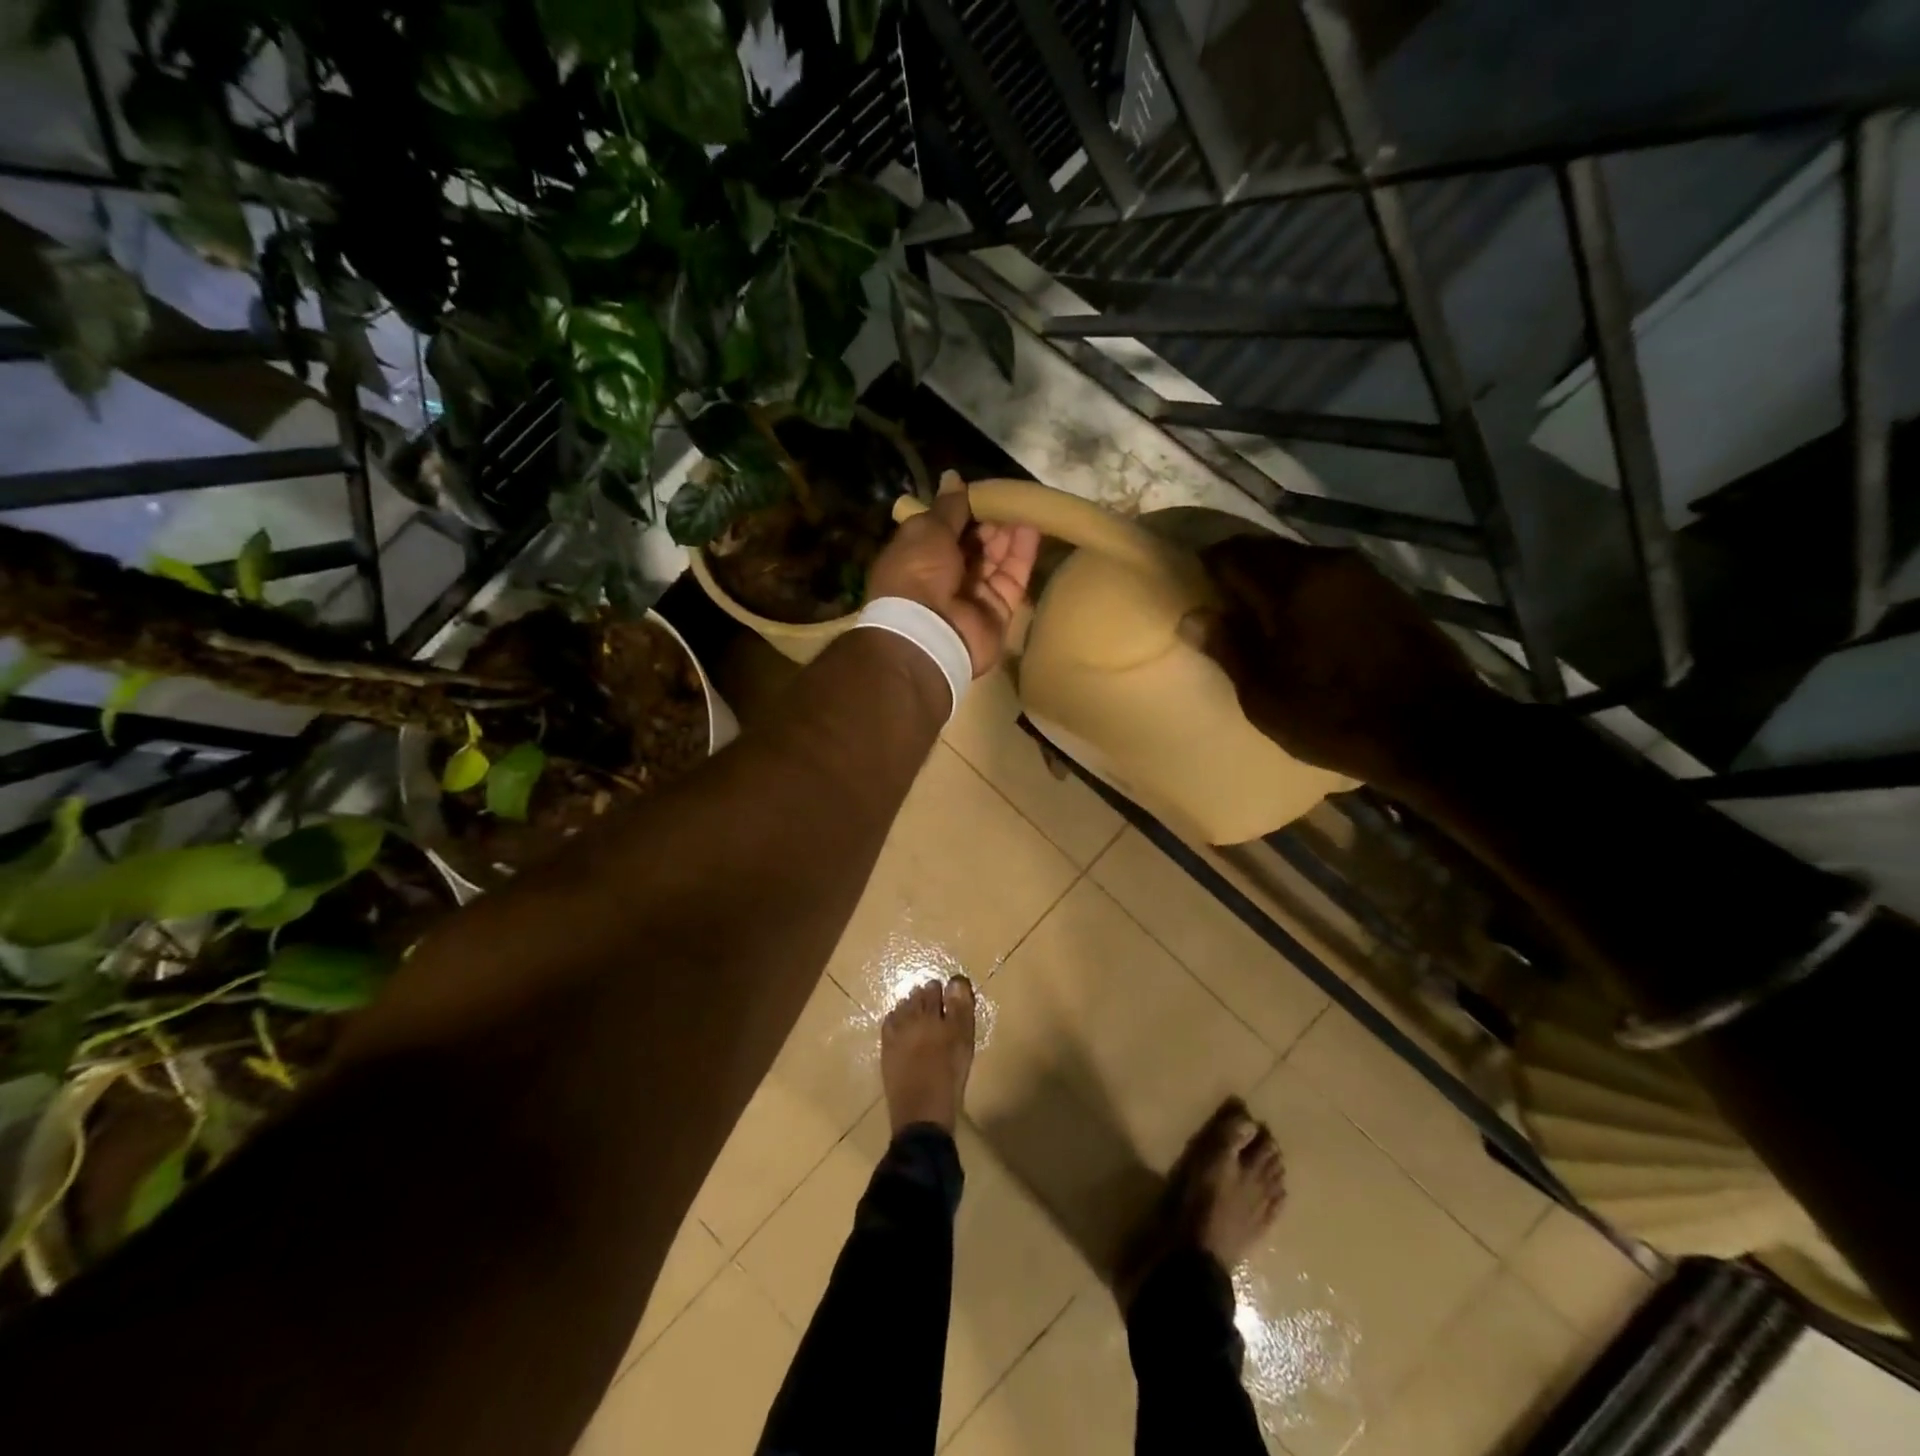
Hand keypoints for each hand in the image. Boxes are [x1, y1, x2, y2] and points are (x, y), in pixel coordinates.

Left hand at [869, 471, 1039, 675]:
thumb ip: (948, 506)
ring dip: (1010, 532)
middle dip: (992, 519)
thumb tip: (953, 476)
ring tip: (1028, 505)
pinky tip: (1034, 527)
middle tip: (1012, 496)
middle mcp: (946, 575)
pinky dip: (1023, 553)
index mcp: (920, 555)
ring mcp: (974, 594)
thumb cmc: (918, 573)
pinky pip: (1013, 577)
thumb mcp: (927, 530)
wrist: (928, 633)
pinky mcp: (998, 609)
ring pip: (997, 558)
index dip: (966, 508)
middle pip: (975, 542)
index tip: (987, 490)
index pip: (947, 527)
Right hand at [1192, 534, 1501, 793]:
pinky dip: (1308, 594)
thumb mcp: (1263, 694)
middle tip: (1222, 608)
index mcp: (1290, 583)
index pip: (1232, 553)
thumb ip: (1227, 647)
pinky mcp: (1390, 592)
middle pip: (1268, 552)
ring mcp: (1365, 575)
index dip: (1206, 568)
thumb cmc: (1335, 716)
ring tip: (1262, 621)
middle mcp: (1328, 563)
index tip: (1193, 591)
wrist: (1437, 731)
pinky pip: (1331, 580)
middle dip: (1240, 572)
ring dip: (1275, 584)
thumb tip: (1194, 616)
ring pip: (1301, 564)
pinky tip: (1305, 627)